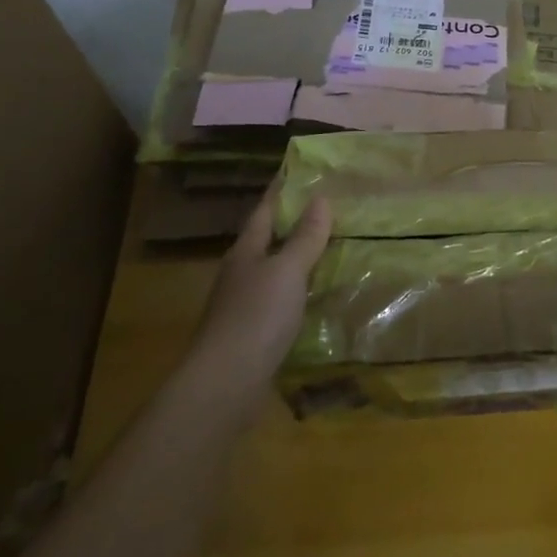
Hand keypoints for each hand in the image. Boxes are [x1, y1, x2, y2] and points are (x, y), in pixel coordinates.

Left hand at [183, 185, 330, 424]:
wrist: (225, 386)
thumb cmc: (256, 317)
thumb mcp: (287, 270)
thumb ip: (305, 237)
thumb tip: (320, 198)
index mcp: (246, 252)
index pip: (265, 210)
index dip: (281, 190)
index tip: (297, 170)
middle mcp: (241, 274)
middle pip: (268, 241)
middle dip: (293, 224)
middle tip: (328, 208)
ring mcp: (243, 307)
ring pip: (274, 273)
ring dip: (298, 261)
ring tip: (331, 249)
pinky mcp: (252, 336)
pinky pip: (281, 303)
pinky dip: (300, 294)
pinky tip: (318, 297)